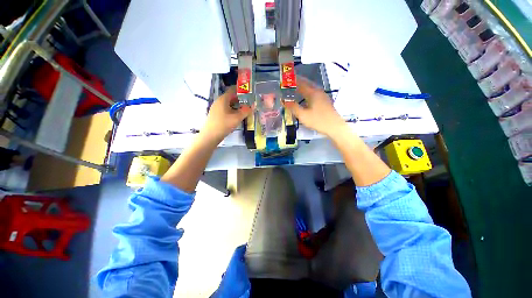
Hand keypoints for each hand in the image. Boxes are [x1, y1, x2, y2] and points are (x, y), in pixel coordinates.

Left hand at [201, 86, 251, 143]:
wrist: (210, 136)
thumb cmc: (224, 124)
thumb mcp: (237, 118)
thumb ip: (246, 111)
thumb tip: (253, 105)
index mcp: (223, 99)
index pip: (232, 90)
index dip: (241, 90)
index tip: (249, 93)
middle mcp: (219, 101)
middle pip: (231, 97)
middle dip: (240, 99)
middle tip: (249, 102)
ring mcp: (216, 108)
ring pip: (228, 104)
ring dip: (237, 106)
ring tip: (245, 109)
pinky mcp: (216, 114)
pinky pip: (226, 109)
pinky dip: (232, 110)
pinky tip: (237, 116)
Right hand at [284, 77, 345, 136]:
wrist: (334, 127)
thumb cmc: (318, 121)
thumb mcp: (303, 115)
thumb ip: (293, 107)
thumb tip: (284, 101)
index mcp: (313, 93)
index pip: (301, 84)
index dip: (293, 82)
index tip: (286, 80)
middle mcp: (318, 92)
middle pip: (307, 83)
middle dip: (298, 81)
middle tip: (290, 82)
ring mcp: (323, 96)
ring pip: (311, 87)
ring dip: (303, 86)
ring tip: (296, 88)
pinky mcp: (325, 101)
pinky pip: (314, 92)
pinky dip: (307, 91)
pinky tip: (305, 96)